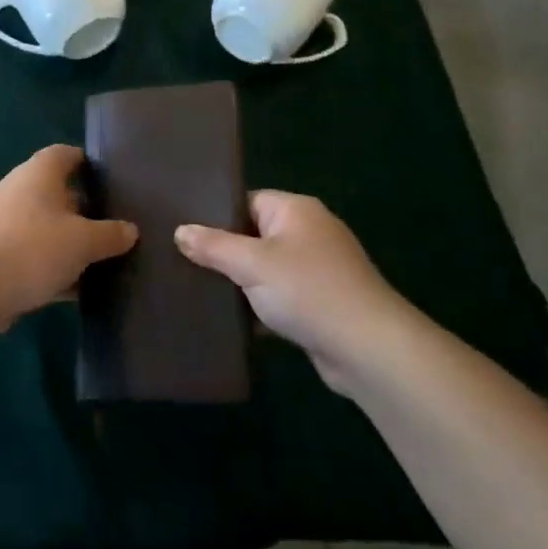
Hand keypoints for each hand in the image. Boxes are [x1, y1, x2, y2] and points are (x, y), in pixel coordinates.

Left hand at [0, 145, 137, 323]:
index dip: (90, 163)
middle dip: (88, 209)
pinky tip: (81, 290)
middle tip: (120, 225)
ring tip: (107, 259)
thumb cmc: (32, 249)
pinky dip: (57, 270)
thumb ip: (110, 234)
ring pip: (49, 230)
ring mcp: (6, 226)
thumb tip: (130, 230)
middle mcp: (20, 193)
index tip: (116, 180)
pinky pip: (36, 258)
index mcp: (38, 174)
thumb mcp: (83, 241)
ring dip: (73, 244)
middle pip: (60, 194)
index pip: (66, 154)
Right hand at [176, 191, 426, 391]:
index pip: (246, 201)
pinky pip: (279, 297)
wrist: (367, 347)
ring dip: (240, 283)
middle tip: (181, 262)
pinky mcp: (320, 303)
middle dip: (223, 252)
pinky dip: (258, 306)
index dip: (215, 215)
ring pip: (265, 269)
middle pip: (254, 235)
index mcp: (296, 210)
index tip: (182, 232)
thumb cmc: (308, 291)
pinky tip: (229, 320)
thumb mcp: (252, 264)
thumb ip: (214, 246)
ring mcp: (317, 269)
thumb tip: (180, 231)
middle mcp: (309, 232)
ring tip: (196, 290)